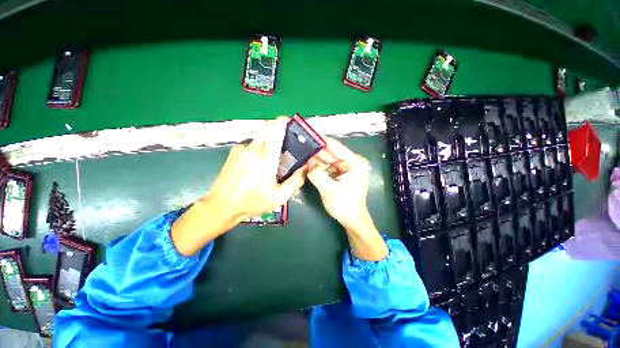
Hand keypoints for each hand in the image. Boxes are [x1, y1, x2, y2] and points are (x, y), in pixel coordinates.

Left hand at [172, 117, 305, 255]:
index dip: (284, 122)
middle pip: (266, 127)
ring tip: (273, 156)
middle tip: (286, 141)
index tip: (291, 121)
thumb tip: (306, 167)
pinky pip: (251, 143)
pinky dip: (259, 146)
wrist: (222, 206)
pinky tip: (258, 162)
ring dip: (268, 139)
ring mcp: (241, 148)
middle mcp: (252, 148)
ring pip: (259, 135)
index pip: (275, 130)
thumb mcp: (279, 196)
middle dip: (277, 129)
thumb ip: (296, 181)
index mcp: (265, 158)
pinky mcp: (234, 151)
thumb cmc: (252, 202)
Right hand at [307, 137, 387, 260]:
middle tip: (299, 143)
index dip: (320, 140)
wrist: (352, 220)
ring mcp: (345, 167)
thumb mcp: (329, 191)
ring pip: (327, 159)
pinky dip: (317, 166)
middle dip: (315, 149)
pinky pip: (326, 166)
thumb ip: (318, 175)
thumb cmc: (345, 207)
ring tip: (300, 151)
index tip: (307, 133)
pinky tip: (307, 163)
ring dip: (315, 157)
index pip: (335, 147)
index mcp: (355, 163)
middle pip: (330, 152)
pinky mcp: (340, 173)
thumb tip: (308, 161)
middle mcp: (351, 162)